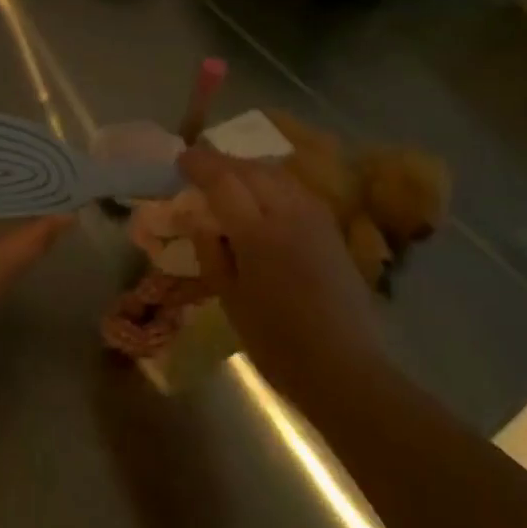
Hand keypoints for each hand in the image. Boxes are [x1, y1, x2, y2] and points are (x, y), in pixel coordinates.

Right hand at [175, 145, 386, 407]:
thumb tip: (197, 218)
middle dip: (222, 161)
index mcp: (258, 234)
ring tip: (229, 176)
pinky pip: (295, 188)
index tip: (181, 159)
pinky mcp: (331, 229)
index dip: (200, 164)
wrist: (345, 368)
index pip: (224, 181)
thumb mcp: (230, 300)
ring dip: (248, 168)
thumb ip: (211, 251)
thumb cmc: (277, 342)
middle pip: (251, 170)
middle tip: (200, 165)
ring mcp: (315, 218)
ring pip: (277, 174)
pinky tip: (263, 193)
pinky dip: (272, 181)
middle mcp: (288, 214)